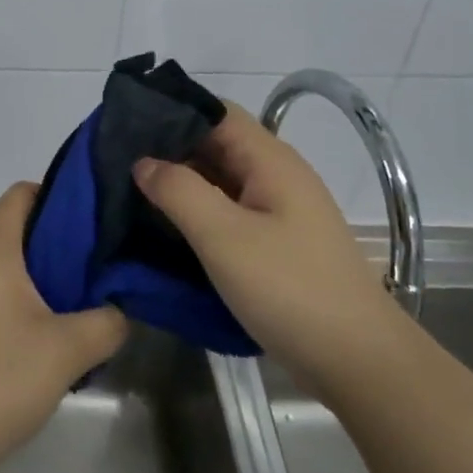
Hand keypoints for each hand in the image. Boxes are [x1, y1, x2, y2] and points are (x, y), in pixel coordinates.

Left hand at [0, 183, 129, 472]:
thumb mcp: (68, 352)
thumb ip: (107, 323)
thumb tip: (118, 311)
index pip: (22, 193)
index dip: (58, 198)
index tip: (90, 224)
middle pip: (8, 229)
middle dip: (49, 244)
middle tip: (87, 271)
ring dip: (26, 277)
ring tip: (61, 307)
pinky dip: (0, 300)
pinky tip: (21, 338)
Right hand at [133, 102, 400, 376]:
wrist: (357, 360)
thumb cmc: (289, 289)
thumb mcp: (224, 237)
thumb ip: (179, 191)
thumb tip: (143, 163)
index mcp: (270, 161)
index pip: (215, 112)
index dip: (172, 112)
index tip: (125, 127)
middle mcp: (276, 176)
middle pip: (216, 145)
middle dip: (168, 150)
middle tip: (115, 165)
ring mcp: (278, 212)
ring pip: (219, 182)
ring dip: (179, 185)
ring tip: (129, 195)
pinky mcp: (276, 244)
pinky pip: (228, 214)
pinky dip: (196, 214)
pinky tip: (165, 229)